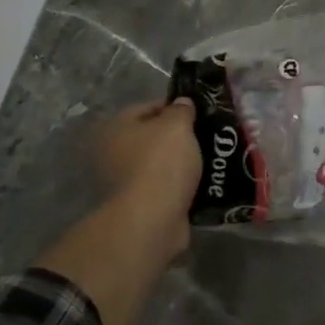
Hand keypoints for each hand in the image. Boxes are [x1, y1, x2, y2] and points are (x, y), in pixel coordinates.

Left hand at [92, 99, 201, 263]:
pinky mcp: (140, 206)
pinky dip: (181, 186)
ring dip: (181, 163)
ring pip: (161, 164)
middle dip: (179, 137)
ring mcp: (125, 182)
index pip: (149, 107)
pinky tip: (203, 183)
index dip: (175, 107)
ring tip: (210, 159)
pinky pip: (165, 188)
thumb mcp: (177, 125)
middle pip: (153, 137)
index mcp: (117, 127)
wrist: (152, 220)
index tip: (200, 113)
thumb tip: (182, 103)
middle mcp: (114, 153)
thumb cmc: (161, 163)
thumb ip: (181, 110)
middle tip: (207, 136)